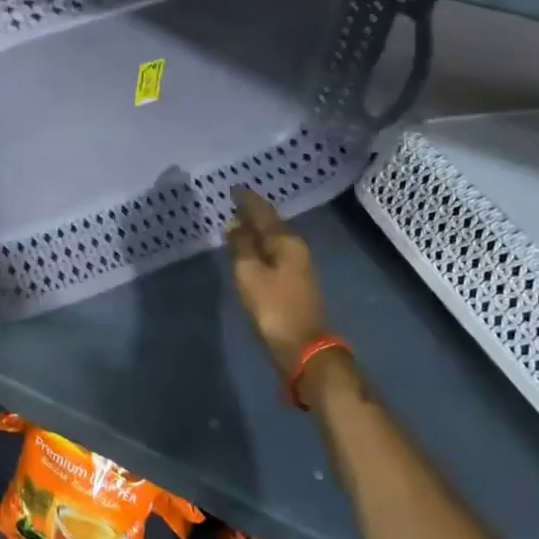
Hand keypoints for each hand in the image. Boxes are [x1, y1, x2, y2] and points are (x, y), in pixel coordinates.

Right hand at [226, 187, 331, 380]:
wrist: (305, 349)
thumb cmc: (275, 308)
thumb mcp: (250, 275)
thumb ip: (241, 247)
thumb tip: (234, 224)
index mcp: (287, 242)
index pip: (264, 213)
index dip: (248, 201)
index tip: (233, 189)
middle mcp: (296, 249)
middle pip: (272, 225)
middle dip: (253, 214)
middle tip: (233, 205)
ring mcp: (298, 267)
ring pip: (274, 240)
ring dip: (256, 232)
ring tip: (238, 225)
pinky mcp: (295, 284)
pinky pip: (274, 255)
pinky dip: (260, 248)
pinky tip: (250, 251)